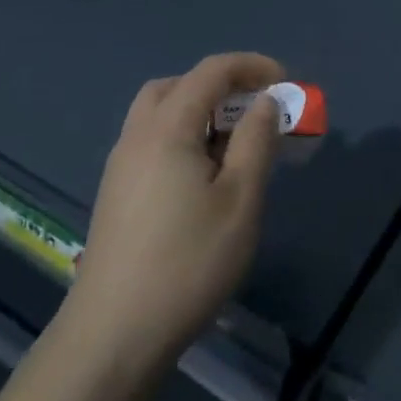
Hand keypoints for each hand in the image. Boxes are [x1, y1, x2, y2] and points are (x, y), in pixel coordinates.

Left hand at [65, 52, 284, 374]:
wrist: (113, 334)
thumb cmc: (188, 262)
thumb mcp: (240, 199)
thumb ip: (256, 142)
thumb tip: (265, 102)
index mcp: (167, 127)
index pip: (212, 72)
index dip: (252, 66)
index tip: (287, 82)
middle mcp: (137, 135)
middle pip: (178, 86)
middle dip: (221, 86)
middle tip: (254, 110)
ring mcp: (120, 166)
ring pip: (160, 115)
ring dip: (199, 113)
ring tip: (234, 146)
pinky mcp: (116, 194)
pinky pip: (152, 142)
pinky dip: (183, 138)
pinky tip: (203, 179)